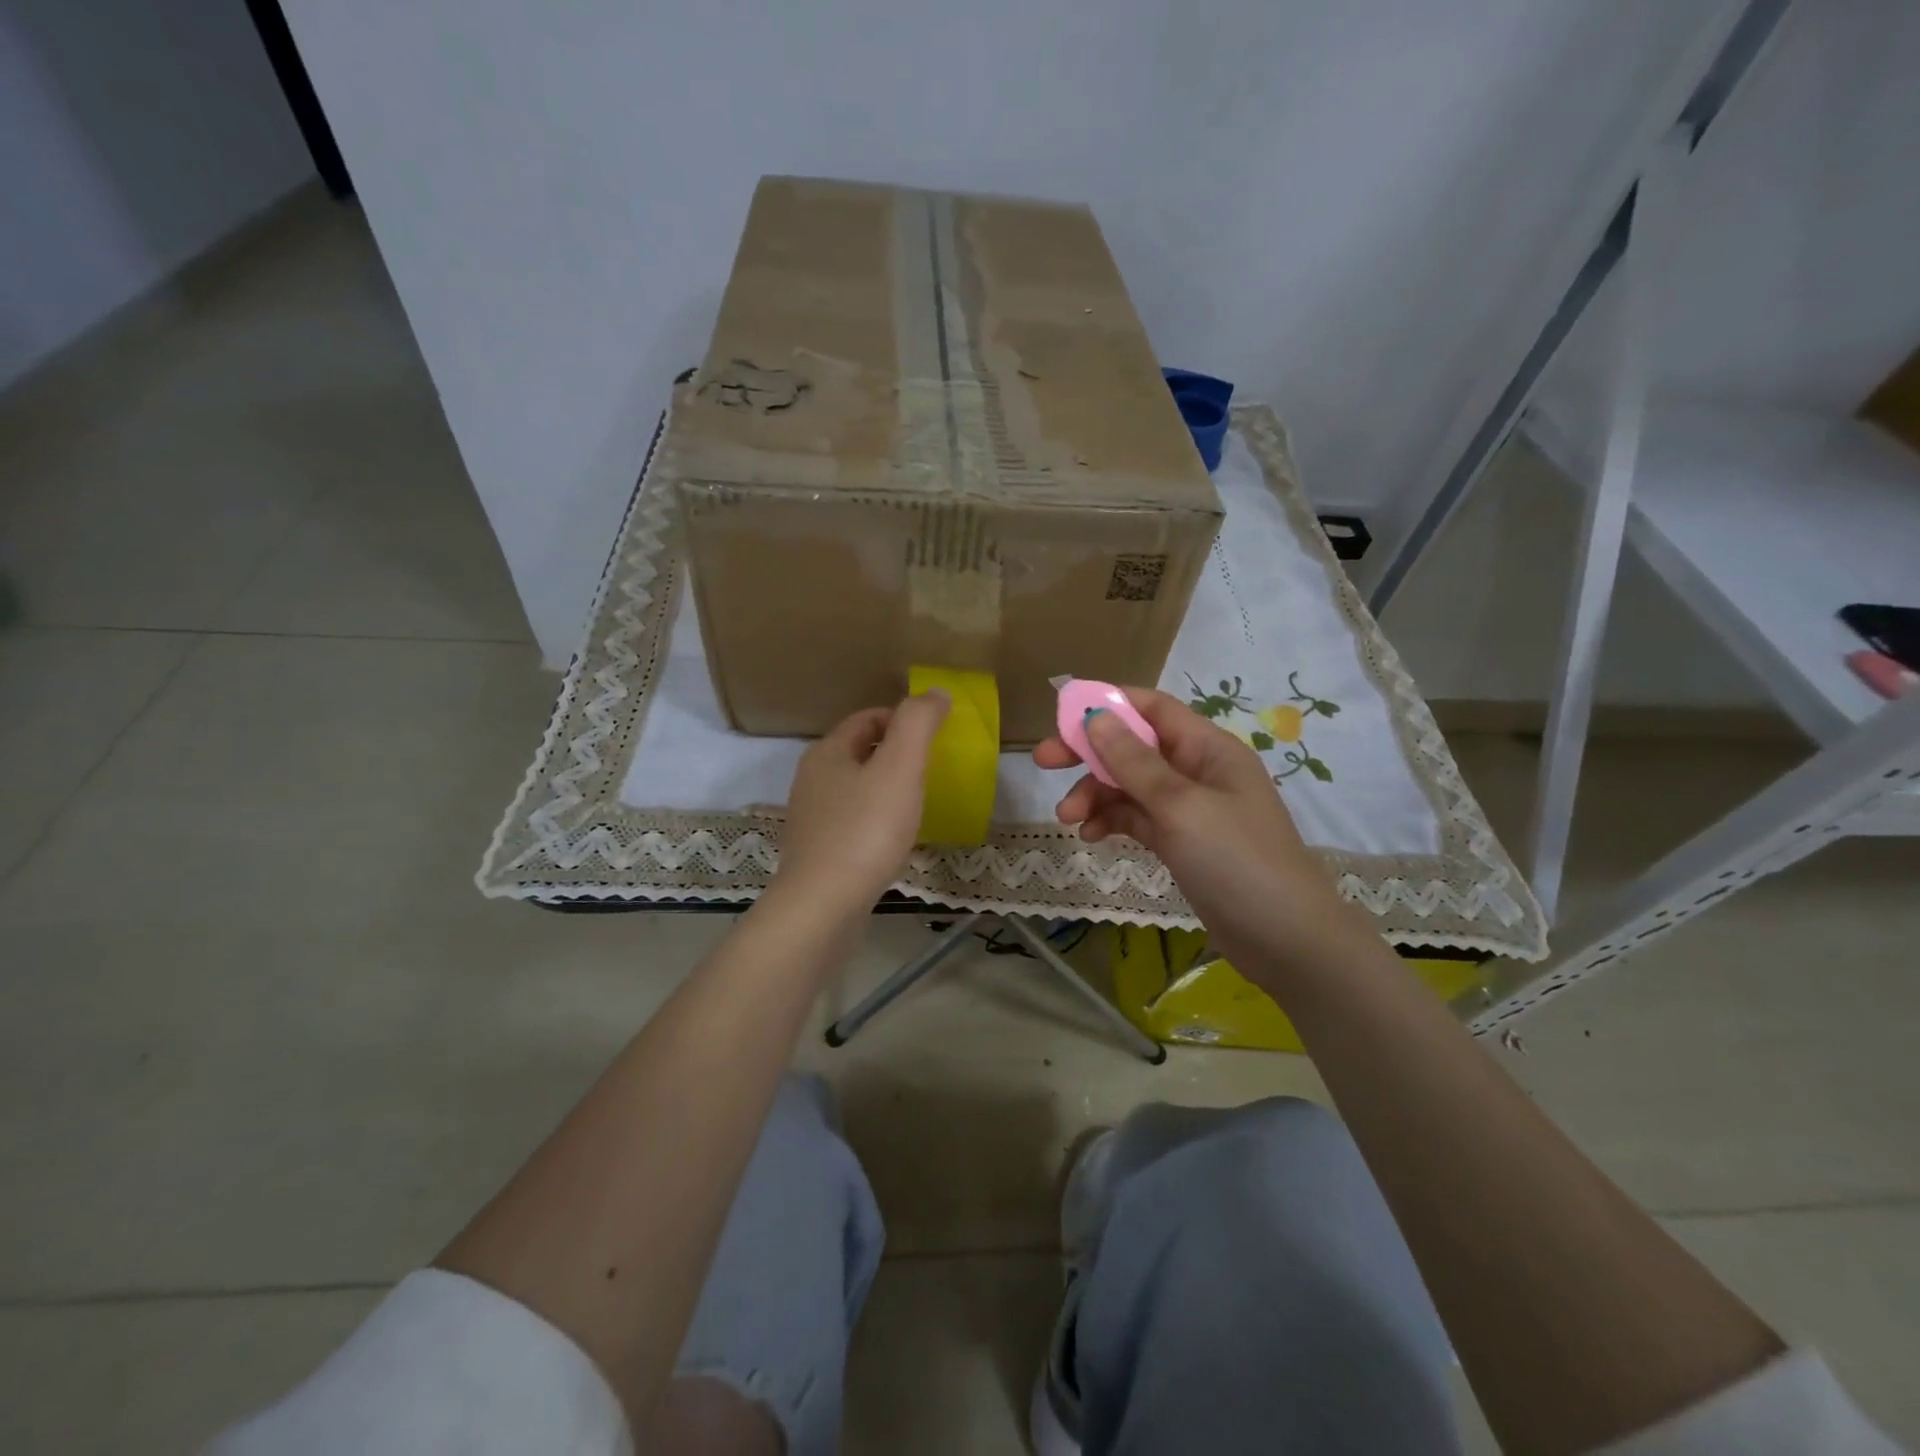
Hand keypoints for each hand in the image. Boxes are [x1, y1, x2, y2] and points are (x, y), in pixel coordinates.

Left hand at [774, 692, 949, 912]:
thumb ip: (918, 724)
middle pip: (859, 752)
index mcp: (827, 753)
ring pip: (855, 789)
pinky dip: (876, 820)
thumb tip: (936, 692)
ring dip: (885, 788)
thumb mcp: (900, 768)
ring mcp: (811, 819)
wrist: (822, 907)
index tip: (934, 737)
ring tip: (918, 803)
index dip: (902, 719)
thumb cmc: (865, 831)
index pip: (867, 719)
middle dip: (895, 754)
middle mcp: (812, 780)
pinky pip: (852, 823)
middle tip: (931, 770)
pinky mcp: (817, 854)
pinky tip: (894, 840)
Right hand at [1033, 688, 1366, 966]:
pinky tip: (1091, 836)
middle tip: (1044, 762)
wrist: (1285, 940)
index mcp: (1207, 748)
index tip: (1061, 715)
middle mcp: (1197, 771)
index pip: (1152, 708)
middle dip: (1089, 754)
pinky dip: (1113, 822)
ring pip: (1130, 786)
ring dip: (1096, 795)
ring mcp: (1189, 809)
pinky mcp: (1182, 842)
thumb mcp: (1180, 806)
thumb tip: (1095, 715)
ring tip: (1067, 818)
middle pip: (1134, 747)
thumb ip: (1134, 761)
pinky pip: (1137, 819)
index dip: (1108, 704)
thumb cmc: (1236, 860)